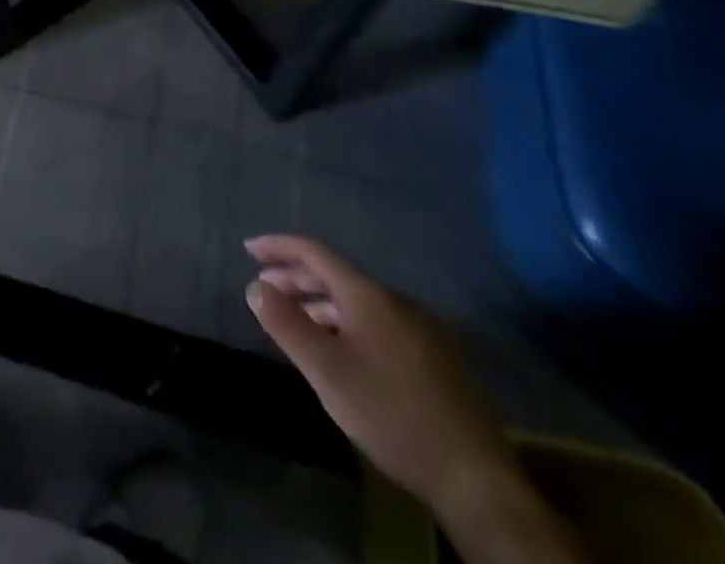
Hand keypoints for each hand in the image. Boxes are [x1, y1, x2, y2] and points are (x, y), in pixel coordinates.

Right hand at [245, 234, 515, 514]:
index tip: (249, 249)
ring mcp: (422, 328)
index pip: (315, 252)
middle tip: (265, 287)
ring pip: (359, 301)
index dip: (279, 246)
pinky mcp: (437, 357)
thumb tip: (255, 286)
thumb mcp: (326, 371)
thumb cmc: (390, 414)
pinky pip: (379, 321)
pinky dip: (347, 322)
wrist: (475, 478)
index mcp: (369, 294)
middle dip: (296, 276)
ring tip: (296, 320)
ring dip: (321, 302)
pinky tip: (341, 349)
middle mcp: (396, 300)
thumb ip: (287, 324)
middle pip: (337, 274)